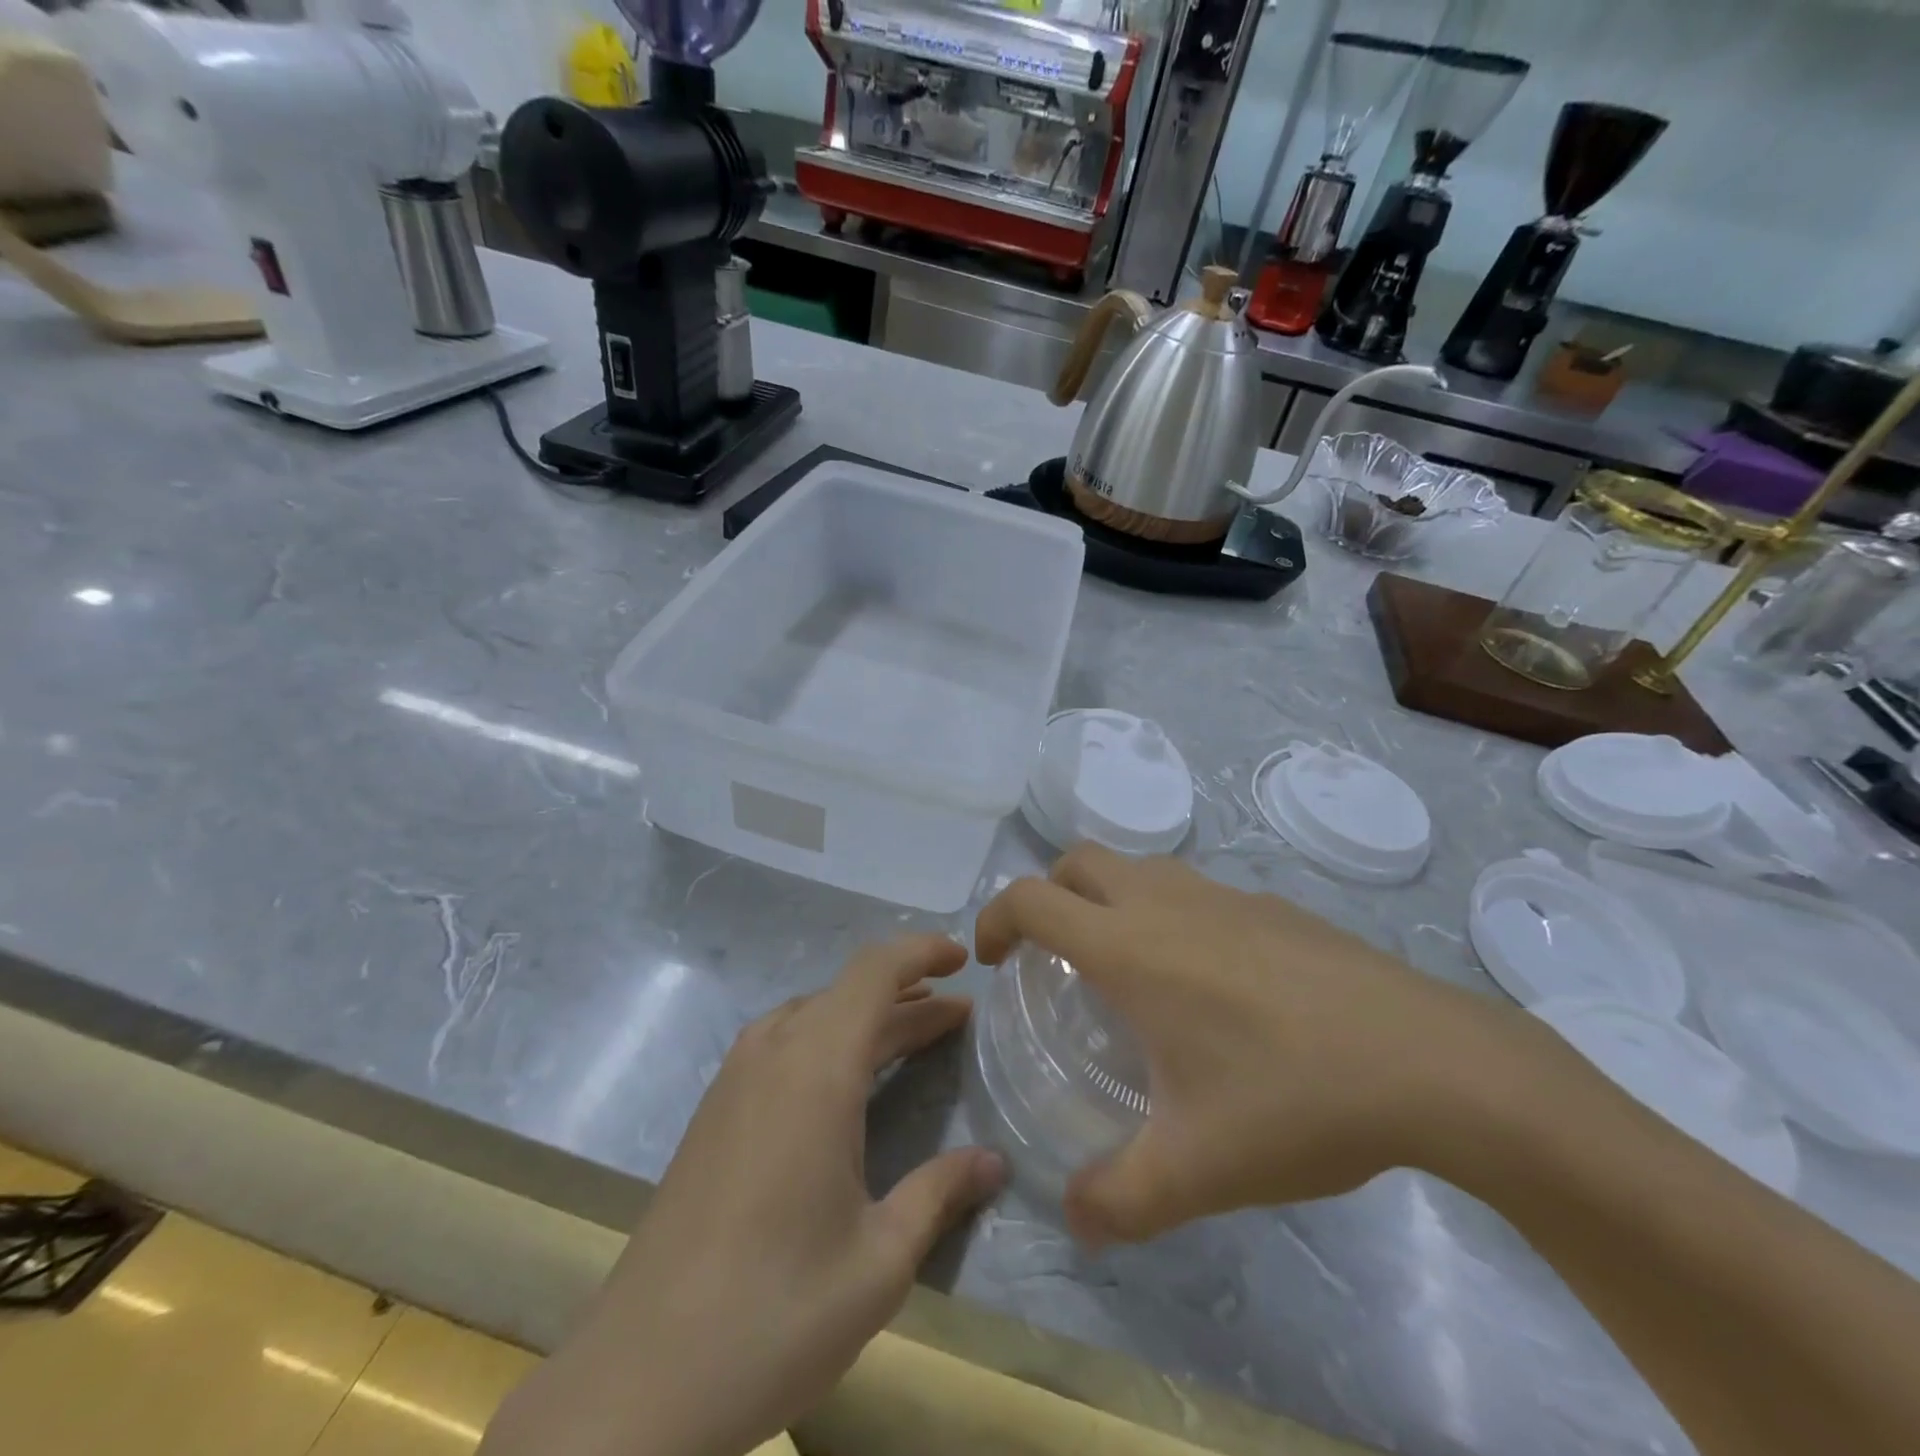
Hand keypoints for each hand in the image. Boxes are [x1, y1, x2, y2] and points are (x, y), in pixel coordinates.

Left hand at [483, 936, 1004, 1455]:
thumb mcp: (879, 1260)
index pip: (875, 972)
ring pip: (812, 1015)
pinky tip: (844, 1082)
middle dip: (907, 994)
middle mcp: (773, 1054)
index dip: (921, 952)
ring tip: (911, 1036)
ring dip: (866, 1016)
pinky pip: (782, 1043)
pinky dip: (828, 1039)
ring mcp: (734, 1080)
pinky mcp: (713, 1112)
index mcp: (816, 1069)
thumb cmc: (776, 1313)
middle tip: (957, 1013)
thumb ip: (939, 1194)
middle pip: (847, 992)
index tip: (963, 957)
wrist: (639, 1382)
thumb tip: (995, 1162)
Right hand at [975, 845, 1525, 1244]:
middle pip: (1080, 862)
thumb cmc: (1294, 1099)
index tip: (993, 960)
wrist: (1433, 1063)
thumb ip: (1119, 1201)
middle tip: (1052, 955)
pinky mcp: (1274, 905)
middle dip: (1048, 895)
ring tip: (1128, 966)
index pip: (1032, 899)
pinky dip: (1171, 912)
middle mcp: (1167, 902)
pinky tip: (1211, 981)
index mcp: (1131, 946)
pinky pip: (1196, 890)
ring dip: (1110, 897)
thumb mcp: (1196, 1171)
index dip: (995, 919)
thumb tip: (1073, 1221)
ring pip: (1140, 867)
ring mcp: (1225, 895)